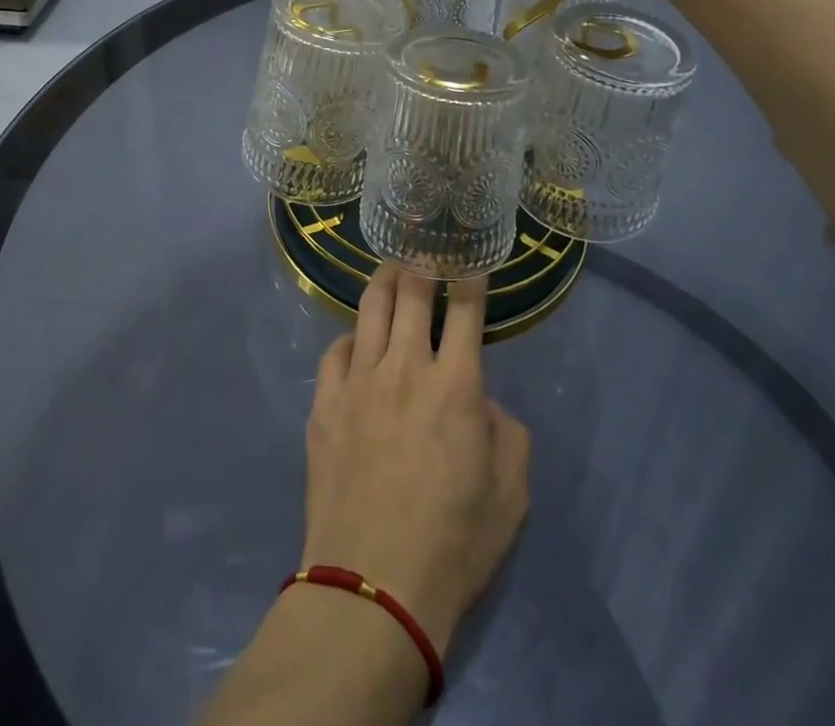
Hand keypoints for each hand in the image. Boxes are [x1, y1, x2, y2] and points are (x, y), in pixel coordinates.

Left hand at [300, 265, 530, 656]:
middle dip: (419, 262)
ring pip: (369, 308)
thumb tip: (480, 400)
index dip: (470, 277)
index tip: (469, 258)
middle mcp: (404, 366)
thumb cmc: (453, 543)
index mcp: (455, 384)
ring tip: (389, 270)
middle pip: (410, 292)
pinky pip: (336, 350)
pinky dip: (351, 338)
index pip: (465, 309)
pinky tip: (356, 342)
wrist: (372, 585)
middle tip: (422, 248)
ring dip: (383, 282)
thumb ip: (505, 431)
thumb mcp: (510, 495)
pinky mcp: (324, 401)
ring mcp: (358, 380)